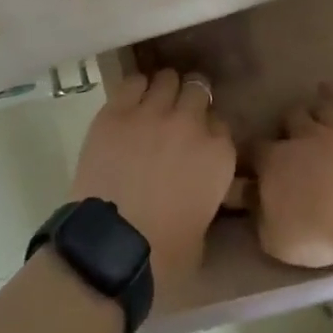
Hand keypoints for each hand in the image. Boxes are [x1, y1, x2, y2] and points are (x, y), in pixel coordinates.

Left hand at [69, 69, 236, 302]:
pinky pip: (133, 82)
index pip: (220, 123)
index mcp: (218, 154)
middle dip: (190, 100)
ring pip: (167, 78)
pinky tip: (131, 101)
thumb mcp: (203, 228)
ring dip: (164, 90)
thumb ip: (207, 195)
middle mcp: (190, 123)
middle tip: (178, 116)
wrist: (112, 248)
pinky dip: (135, 88)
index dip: (207, 131)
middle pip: (197, 90)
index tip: (198, 141)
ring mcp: (153, 112)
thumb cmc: (164, 254)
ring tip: (154, 103)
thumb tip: (197, 189)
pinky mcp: (118, 110)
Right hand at [254, 86, 332, 268]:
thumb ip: (261, 218)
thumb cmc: (315, 230)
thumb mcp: (275, 239)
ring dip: (324, 101)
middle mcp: (305, 137)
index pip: (254, 149)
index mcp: (274, 160)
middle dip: (290, 121)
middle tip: (292, 132)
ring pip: (328, 106)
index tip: (250, 162)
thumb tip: (252, 202)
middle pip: (292, 116)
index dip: (250, 154)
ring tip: (323, 96)